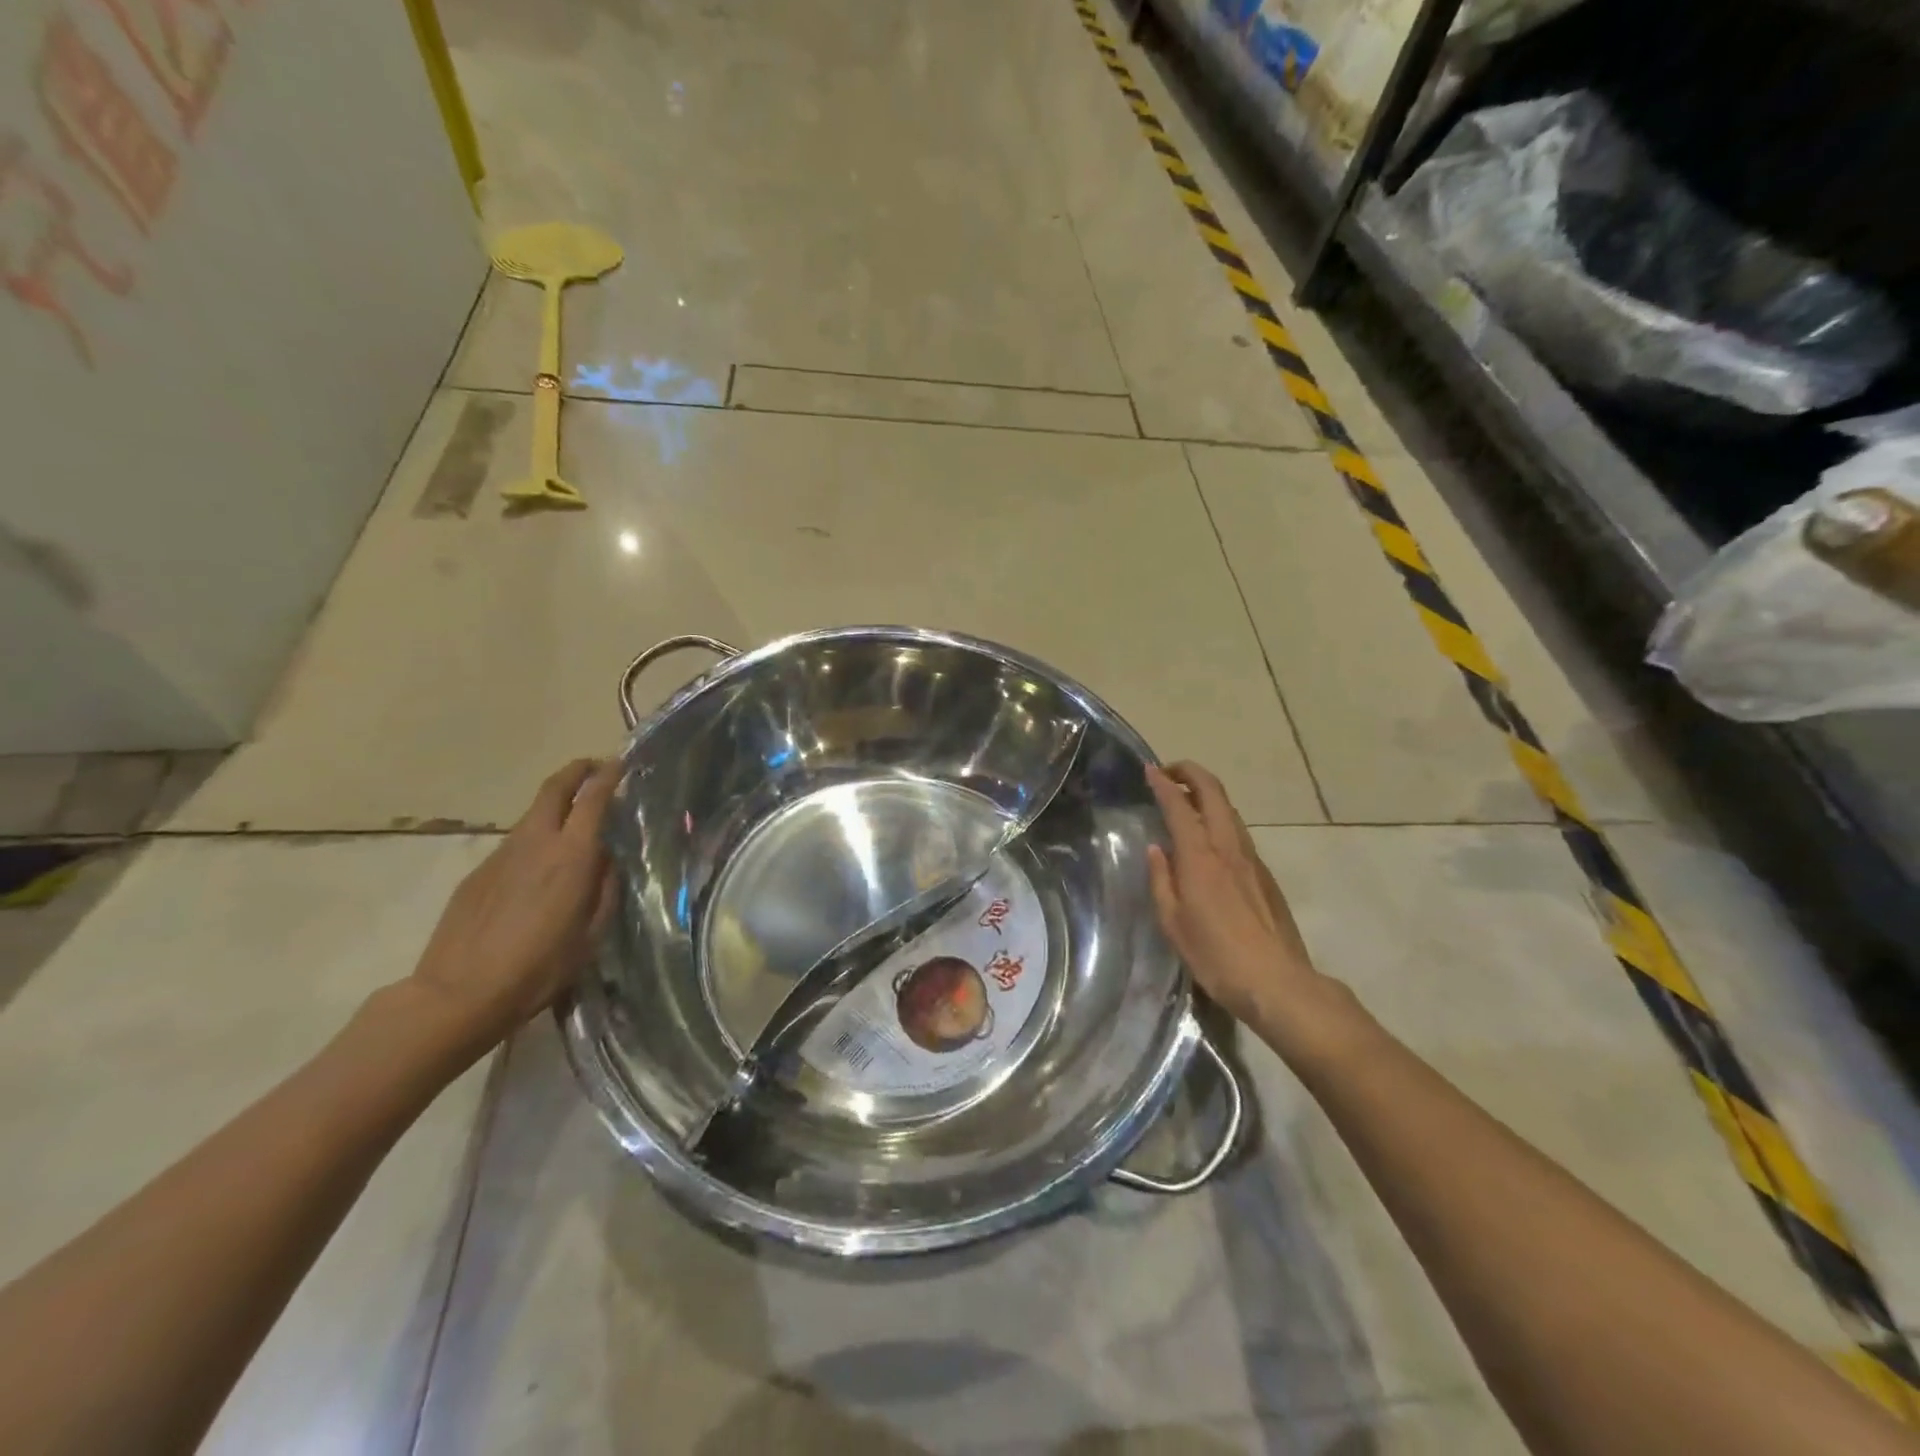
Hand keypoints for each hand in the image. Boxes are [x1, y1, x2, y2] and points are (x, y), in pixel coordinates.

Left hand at [406, 758, 621, 1053]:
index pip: (592, 799)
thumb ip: (604, 890)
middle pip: (554, 788)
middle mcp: (536, 843)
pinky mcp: (478, 873)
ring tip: (573, 822)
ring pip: (533, 815)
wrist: (458, 994)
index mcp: (571, 856)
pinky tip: (538, 869)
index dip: (608, 777)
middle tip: (594, 768)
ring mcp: (501, 855)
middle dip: (576, 771)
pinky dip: (534, 839)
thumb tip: (608, 861)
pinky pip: (514, 844)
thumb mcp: (590, 935)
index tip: (620, 765)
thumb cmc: (538, 968)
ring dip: (555, 806)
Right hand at [1145, 761, 1331, 1043]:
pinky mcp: (1265, 874)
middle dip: (1190, 773)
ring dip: (1207, 794)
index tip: (1149, 770)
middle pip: (1214, 792)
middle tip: (1168, 772)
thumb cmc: (1216, 956)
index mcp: (1200, 857)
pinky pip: (1238, 832)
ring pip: (1230, 810)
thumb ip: (1162, 881)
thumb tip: (1157, 850)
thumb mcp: (1174, 922)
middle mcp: (1228, 847)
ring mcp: (1252, 859)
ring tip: (1185, 800)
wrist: (1278, 982)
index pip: (1179, 806)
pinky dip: (1219, 819)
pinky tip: (1209, 839)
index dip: (1163, 783)